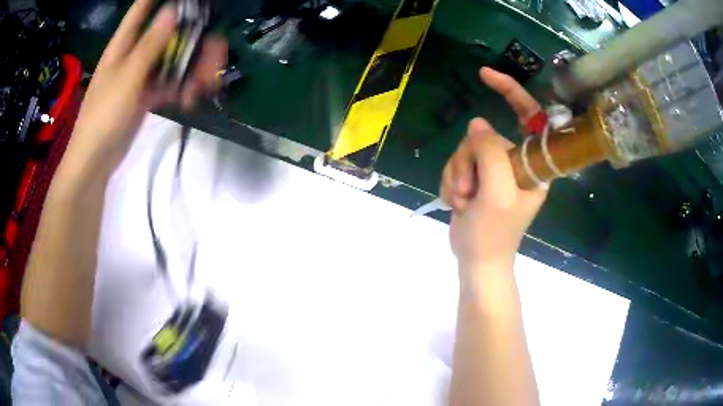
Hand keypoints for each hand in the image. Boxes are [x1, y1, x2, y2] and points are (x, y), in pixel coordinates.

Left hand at [63, 0, 226, 174]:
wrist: (95, 161)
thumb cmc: (103, 117)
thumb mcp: (127, 77)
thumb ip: (150, 44)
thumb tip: (173, 10)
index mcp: (124, 44)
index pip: (142, 8)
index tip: (189, 0)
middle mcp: (134, 53)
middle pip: (168, 34)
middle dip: (192, 38)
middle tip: (216, 47)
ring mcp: (140, 74)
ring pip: (172, 59)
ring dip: (192, 68)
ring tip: (208, 83)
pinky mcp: (145, 94)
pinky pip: (168, 82)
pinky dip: (181, 88)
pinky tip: (190, 99)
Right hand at [441, 68, 546, 274]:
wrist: (477, 260)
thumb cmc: (495, 233)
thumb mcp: (497, 194)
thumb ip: (490, 153)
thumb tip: (477, 124)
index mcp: (533, 163)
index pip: (529, 116)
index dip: (511, 91)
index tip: (485, 75)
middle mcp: (515, 161)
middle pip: (484, 135)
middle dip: (469, 161)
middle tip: (470, 191)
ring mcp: (494, 169)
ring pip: (466, 149)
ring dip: (458, 175)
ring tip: (464, 201)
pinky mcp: (476, 176)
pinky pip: (456, 163)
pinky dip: (451, 182)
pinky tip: (458, 203)